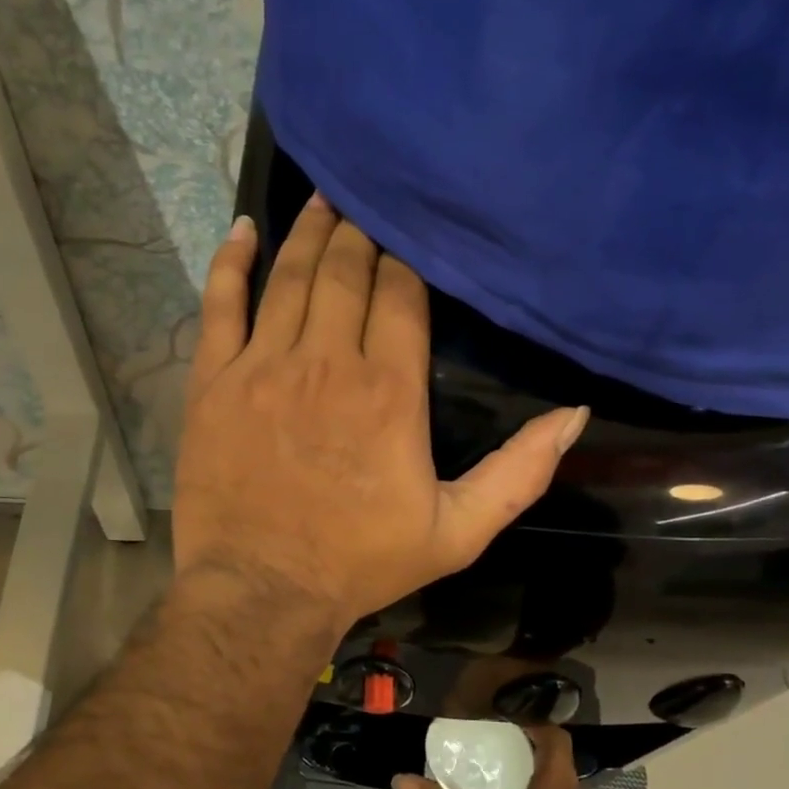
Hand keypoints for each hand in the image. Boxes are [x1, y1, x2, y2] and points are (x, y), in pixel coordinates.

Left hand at [172, 195, 587, 630]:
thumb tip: (574, 415)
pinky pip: (220, 305)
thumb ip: (518, 473)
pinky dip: (231, 263)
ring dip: (310, 232)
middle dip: (360, 232)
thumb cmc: (361, 562)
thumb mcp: (458, 532)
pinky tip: (244, 230)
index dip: (406, 257)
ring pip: (290, 277)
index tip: (409, 231)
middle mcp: (327, 361)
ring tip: (324, 197)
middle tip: (366, 198)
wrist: (263, 591)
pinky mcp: (213, 382)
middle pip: (347, 271)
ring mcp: (263, 366)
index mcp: (390, 390)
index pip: (401, 294)